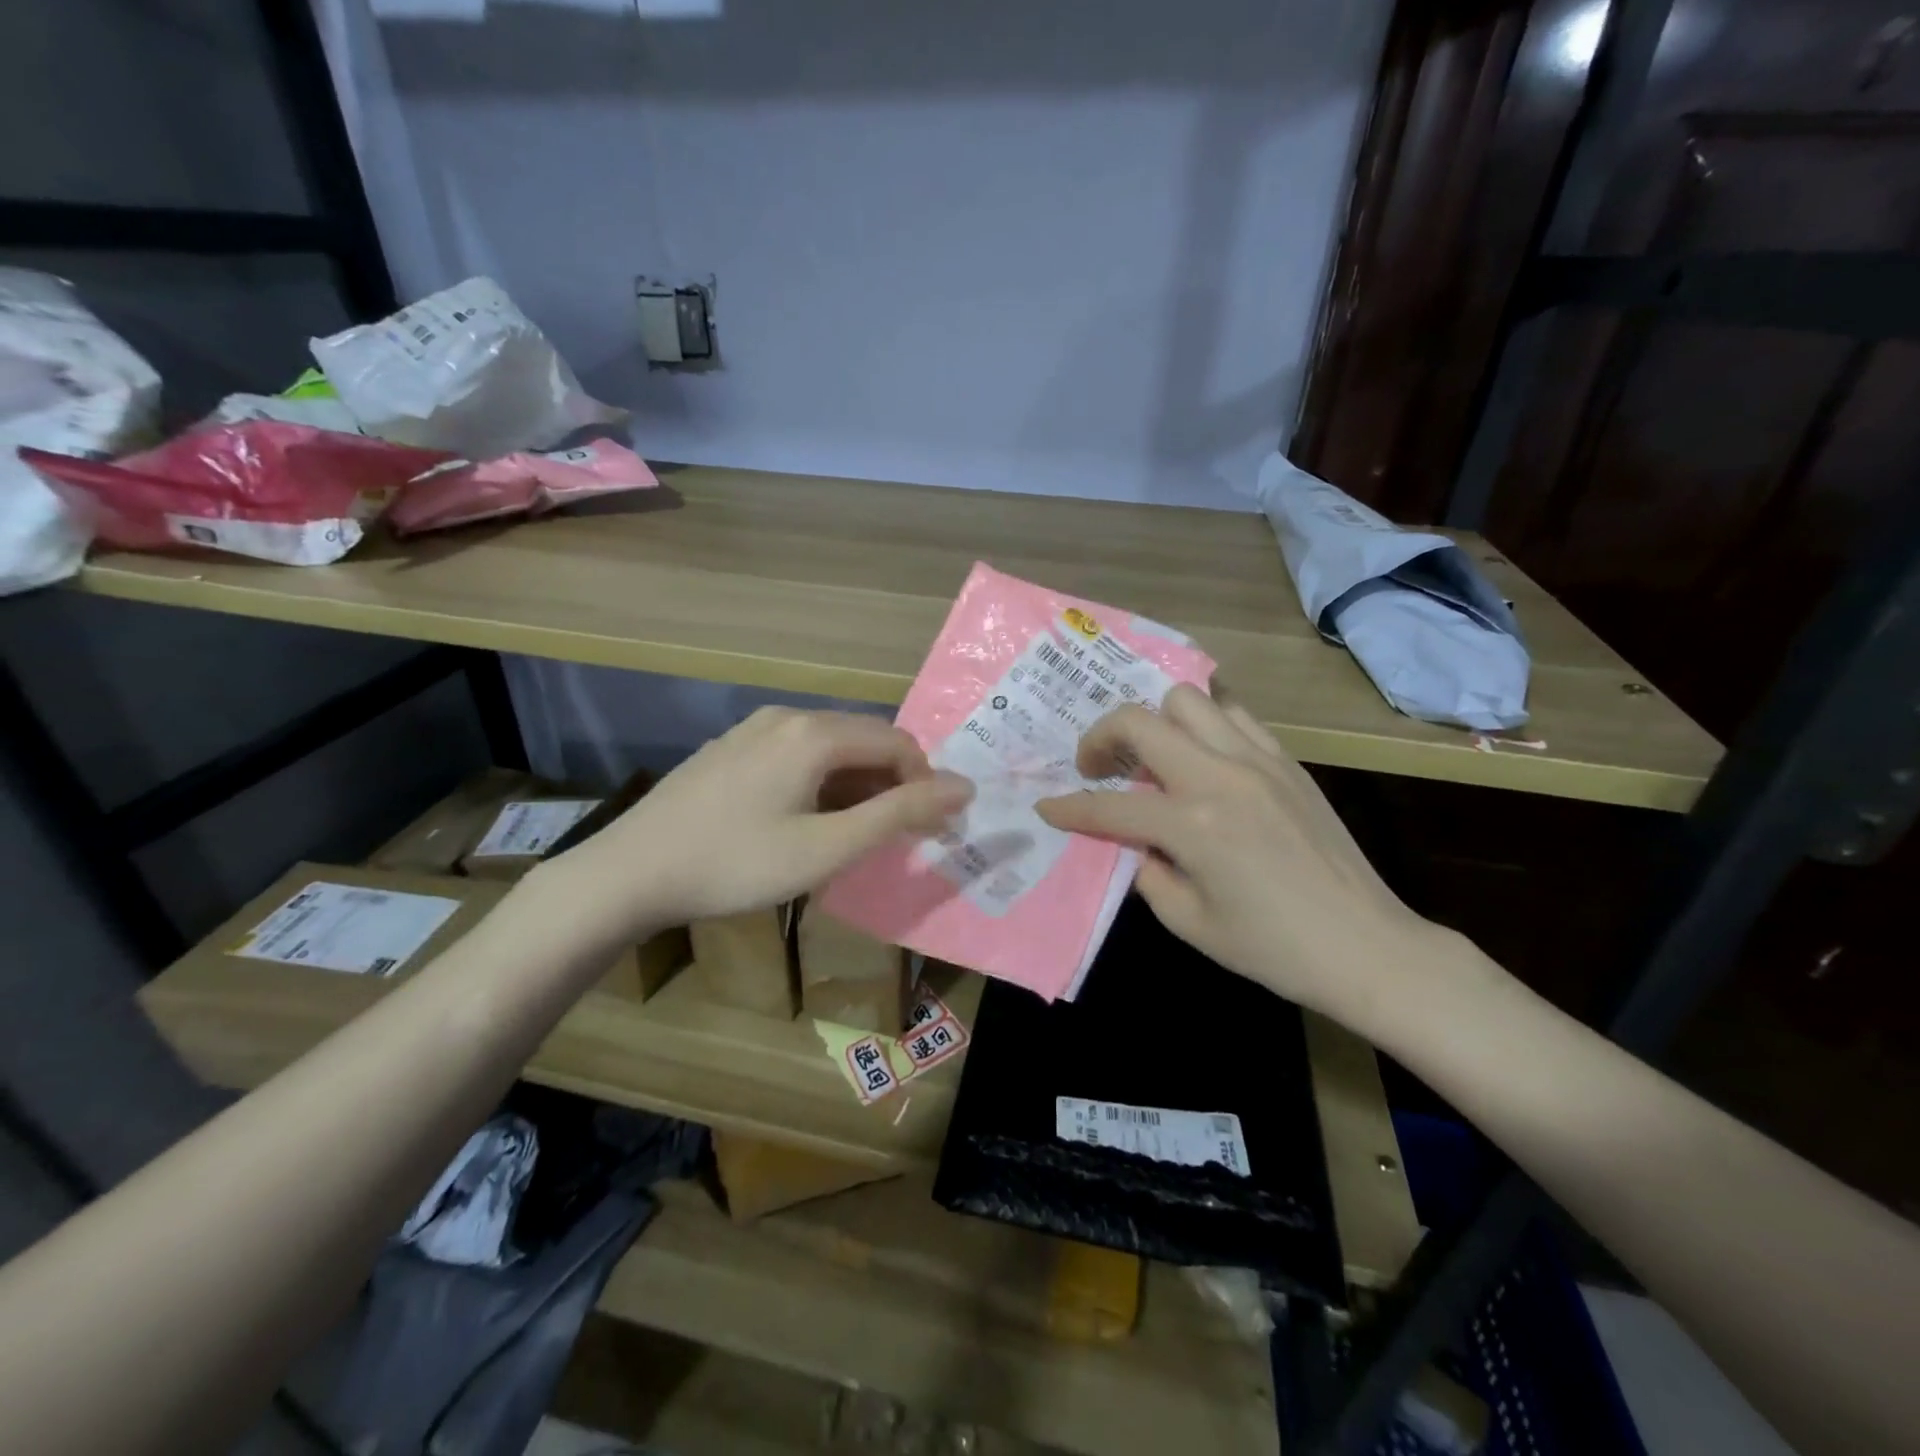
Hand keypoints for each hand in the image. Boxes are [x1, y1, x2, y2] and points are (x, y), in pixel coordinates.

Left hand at [548, 707, 972, 933]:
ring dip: (859, 785)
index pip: (898, 743)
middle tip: (900, 836)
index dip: (925, 783)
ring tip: (857, 834)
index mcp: (815, 733)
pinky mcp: (731, 748)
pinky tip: (808, 820)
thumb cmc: (737, 864)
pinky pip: (797, 754)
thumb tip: (964, 788)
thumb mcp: (828, 848)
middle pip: (865, 739)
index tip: (931, 829)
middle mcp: (788, 716)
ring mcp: (754, 729)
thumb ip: (899, 814)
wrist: (630, 872)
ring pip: (830, 747)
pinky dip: (823, 782)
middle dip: (894, 784)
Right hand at [1036, 685, 1445, 1028]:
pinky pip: (1234, 715)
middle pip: (1141, 720)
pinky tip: (1200, 757)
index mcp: (1194, 823)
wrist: (1367, 947)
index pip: (1111, 804)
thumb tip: (1133, 840)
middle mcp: (1221, 775)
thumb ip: (1146, 870)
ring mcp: (1259, 760)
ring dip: (1155, 722)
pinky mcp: (1287, 761)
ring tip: (1150, 756)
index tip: (1047, 808)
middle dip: (1101, 738)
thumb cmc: (1272, 948)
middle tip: (1095, 767)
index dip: (1070, 808)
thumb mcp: (1189, 922)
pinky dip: (1204, 725)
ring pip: (1188, 700)